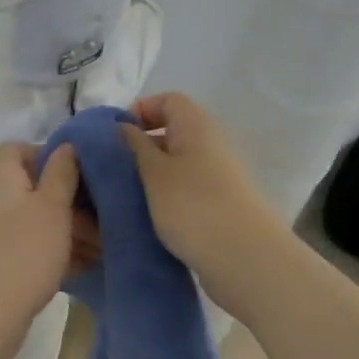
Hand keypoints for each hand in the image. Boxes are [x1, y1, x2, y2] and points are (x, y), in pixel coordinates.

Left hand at [0, 142, 80, 358]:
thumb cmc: (21, 254)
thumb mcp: (53, 208)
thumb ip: (63, 172)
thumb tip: (67, 145)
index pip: (27, 149)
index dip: (60, 163)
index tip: (87, 186)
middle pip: (31, 187)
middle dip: (69, 204)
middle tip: (103, 227)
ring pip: (28, 218)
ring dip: (62, 231)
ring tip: (98, 252)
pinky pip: (18, 243)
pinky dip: (44, 250)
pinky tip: (77, 268)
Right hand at [119, 93, 282, 312]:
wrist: (245, 258)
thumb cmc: (193, 205)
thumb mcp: (154, 172)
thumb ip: (135, 146)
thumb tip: (124, 126)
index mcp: (197, 125)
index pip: (168, 100)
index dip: (140, 110)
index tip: (115, 135)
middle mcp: (211, 144)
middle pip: (173, 130)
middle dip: (141, 145)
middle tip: (113, 167)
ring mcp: (218, 176)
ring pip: (178, 162)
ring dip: (151, 174)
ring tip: (125, 194)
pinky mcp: (219, 204)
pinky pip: (186, 188)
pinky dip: (166, 196)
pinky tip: (148, 215)